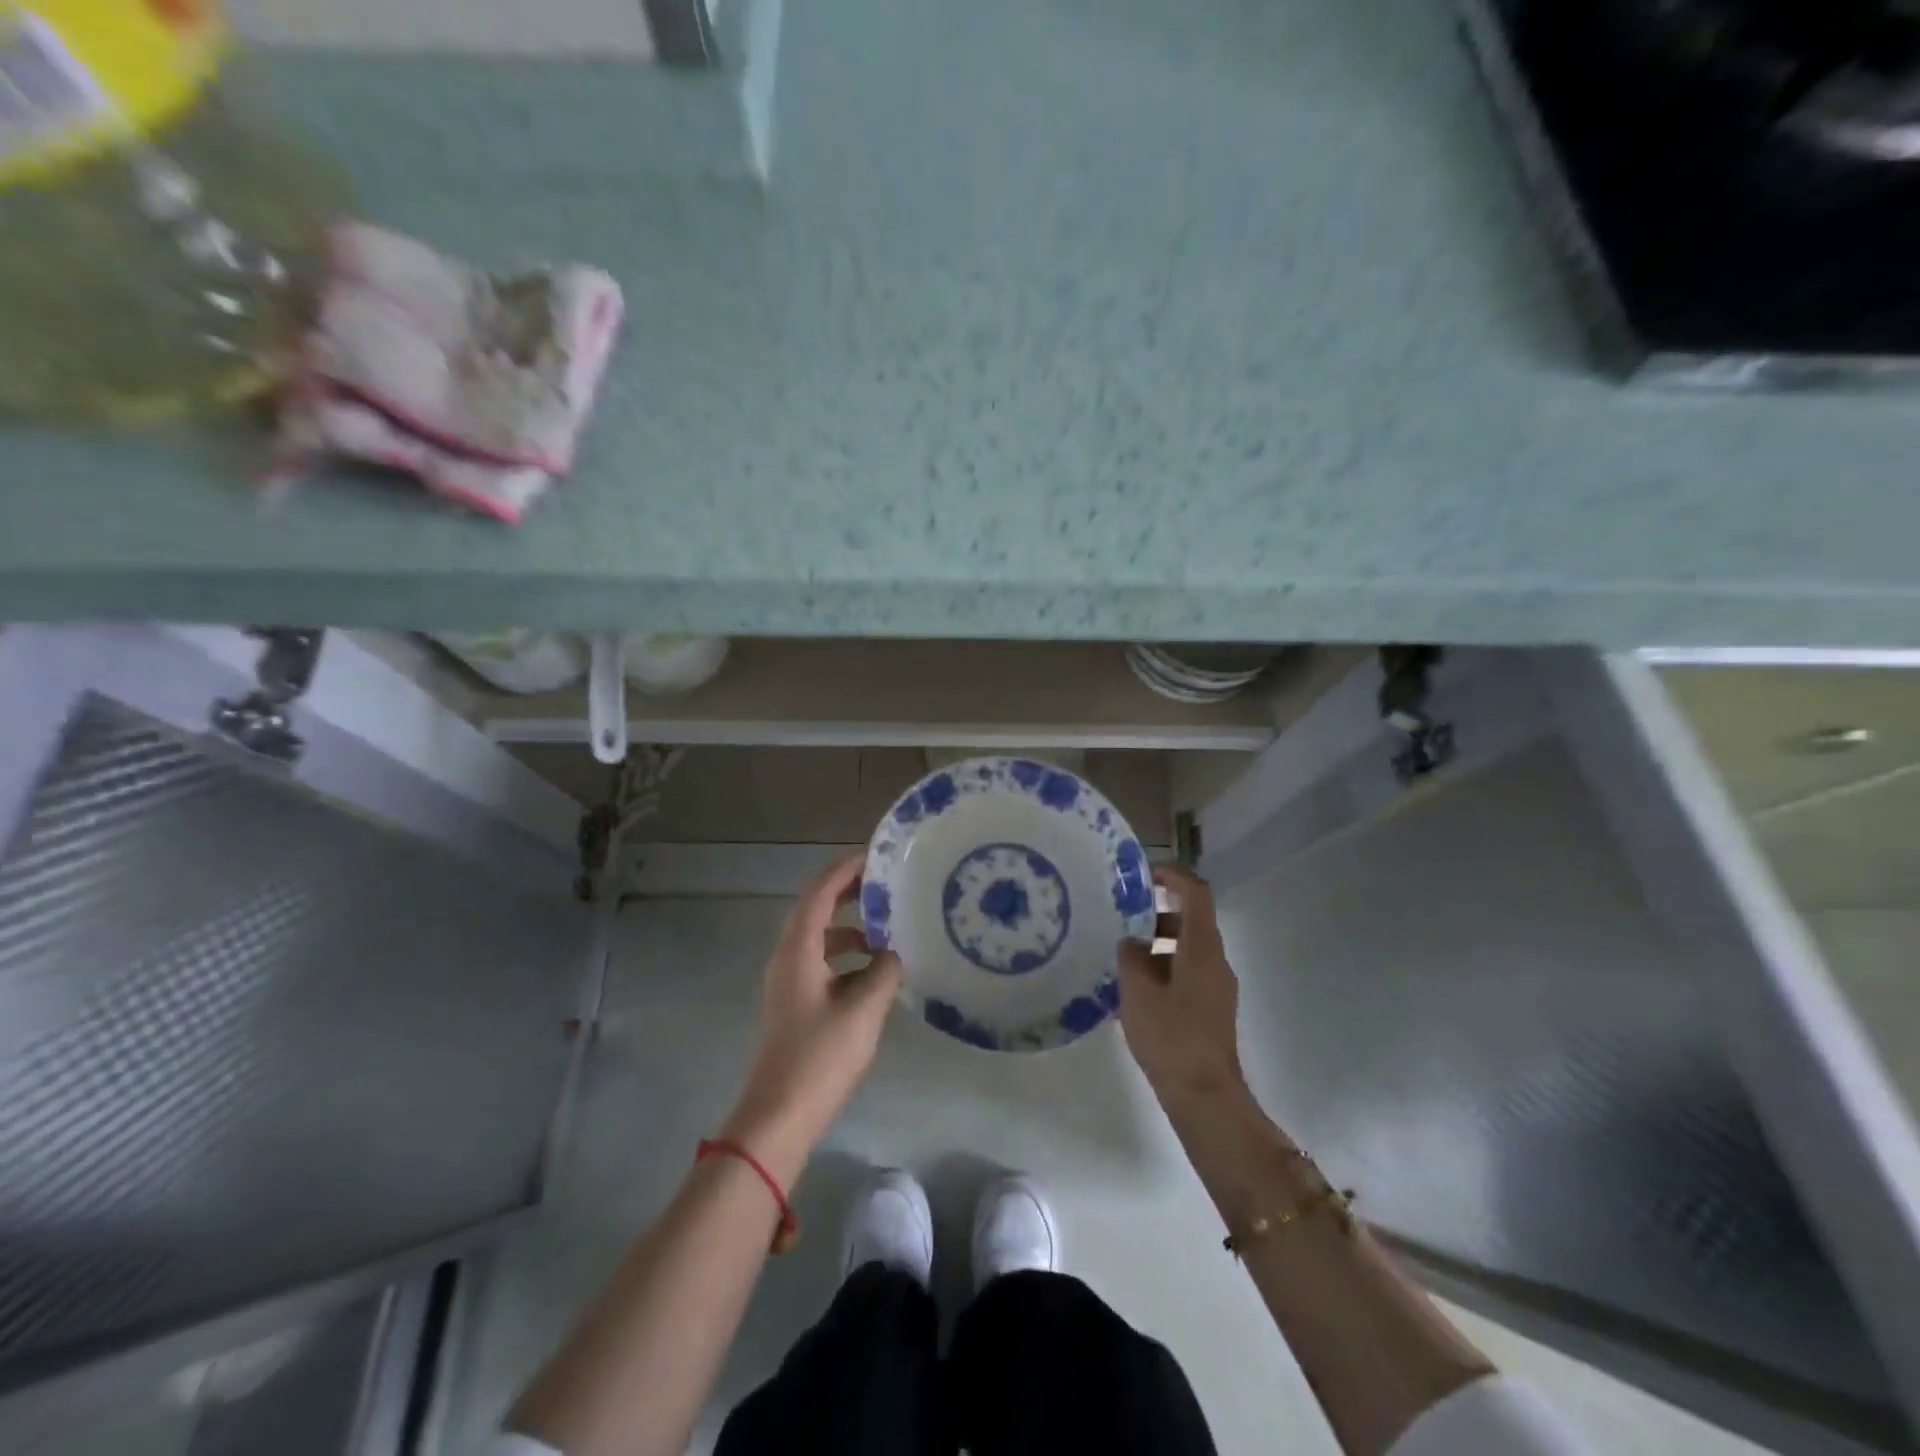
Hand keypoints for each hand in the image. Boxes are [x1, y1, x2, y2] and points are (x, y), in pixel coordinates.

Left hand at [722, 853, 900, 1185]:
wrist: (779, 1116)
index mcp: (797, 951)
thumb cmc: (820, 1057)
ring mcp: (788, 982)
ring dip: (850, 928)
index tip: (875, 857)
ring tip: (888, 929)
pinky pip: (821, 963)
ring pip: (819, 938)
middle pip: (815, 910)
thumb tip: (895, 954)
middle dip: (848, 893)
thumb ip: (884, 973)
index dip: (844, 871)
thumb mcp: (863, 1010)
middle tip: (885, 885)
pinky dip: (846, 956)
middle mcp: (787, 958)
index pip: (818, 893)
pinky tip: (875, 971)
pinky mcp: (795, 1004)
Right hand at [1117, 864, 1246, 1109]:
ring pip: (1187, 951)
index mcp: (1202, 948)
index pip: (1196, 894)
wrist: (1204, 1096)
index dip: (1173, 876)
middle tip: (1122, 921)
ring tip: (1122, 961)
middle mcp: (1215, 961)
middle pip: (1190, 922)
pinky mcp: (1211, 1010)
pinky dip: (1163, 970)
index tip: (1145, 874)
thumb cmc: (1171, 1036)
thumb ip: (1131, 957)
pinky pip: (1187, 974)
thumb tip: (1132, 944)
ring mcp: (1217, 988)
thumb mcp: (1137, 991)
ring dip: (1157, 947)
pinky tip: (1134, 992)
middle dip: (1156, 917)